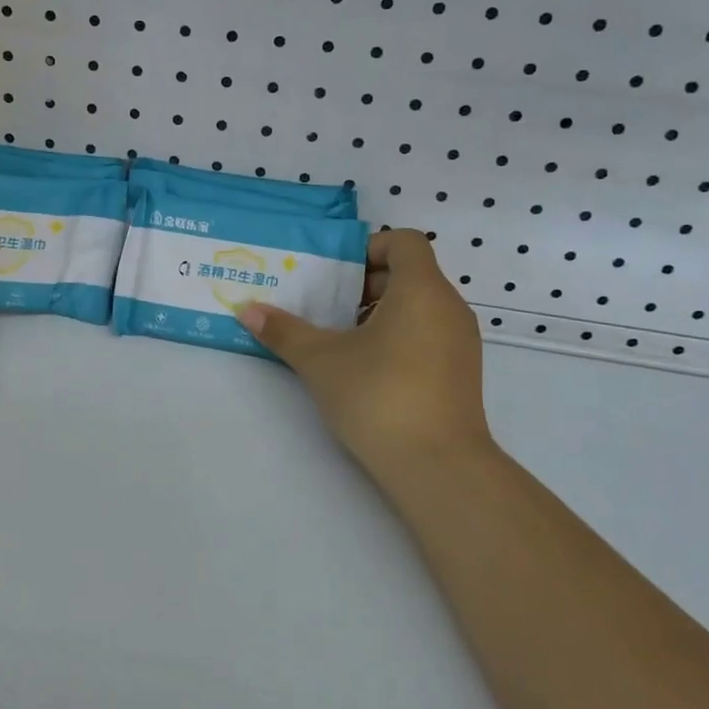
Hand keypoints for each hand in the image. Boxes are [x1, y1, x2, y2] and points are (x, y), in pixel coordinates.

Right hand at [239, 230, 493, 503]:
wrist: (439, 467)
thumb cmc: (379, 397)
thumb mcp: (321, 361)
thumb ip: (284, 331)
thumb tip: (247, 310)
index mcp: (421, 290)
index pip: (404, 241)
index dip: (368, 247)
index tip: (335, 274)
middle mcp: (449, 307)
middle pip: (409, 273)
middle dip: (364, 284)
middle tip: (327, 308)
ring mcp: (461, 342)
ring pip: (419, 306)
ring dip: (379, 312)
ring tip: (341, 340)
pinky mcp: (461, 372)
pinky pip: (428, 334)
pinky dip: (399, 336)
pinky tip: (367, 369)